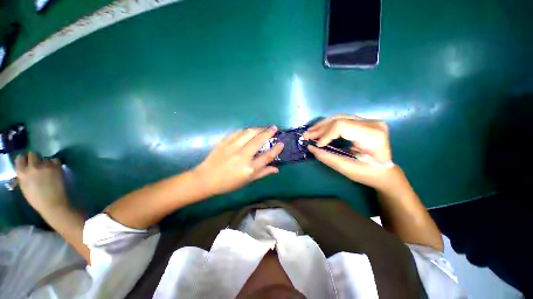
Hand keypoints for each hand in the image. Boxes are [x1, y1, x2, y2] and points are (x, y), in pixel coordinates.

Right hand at [15, 152, 68, 212]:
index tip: (26, 161)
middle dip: (35, 158)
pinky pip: (55, 160)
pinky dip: (55, 164)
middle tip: (38, 164)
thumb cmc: (37, 199)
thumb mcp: (24, 187)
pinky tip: (55, 170)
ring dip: (46, 162)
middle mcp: (32, 166)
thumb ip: (23, 176)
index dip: (24, 159)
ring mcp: (45, 165)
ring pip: (45, 158)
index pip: (20, 158)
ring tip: (48, 170)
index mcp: (22, 173)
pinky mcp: (57, 167)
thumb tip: (24, 168)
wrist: (53, 203)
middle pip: (33, 154)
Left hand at [193, 126, 283, 195]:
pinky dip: (245, 130)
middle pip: (259, 140)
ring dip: (258, 129)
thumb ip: (263, 173)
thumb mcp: (247, 181)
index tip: (281, 143)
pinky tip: (248, 131)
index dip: (276, 149)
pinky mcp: (224, 142)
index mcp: (249, 168)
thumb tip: (276, 168)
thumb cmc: (228, 183)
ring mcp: (232, 147)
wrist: (206, 179)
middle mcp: (242, 156)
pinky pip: (237, 132)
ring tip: (263, 128)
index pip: (267, 156)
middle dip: (269, 132)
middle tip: (274, 128)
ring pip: (249, 132)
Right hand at [303, 115, 400, 191]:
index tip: (317, 145)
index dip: (326, 135)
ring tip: (310, 132)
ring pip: (339, 117)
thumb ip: (327, 157)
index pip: (342, 127)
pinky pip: (342, 120)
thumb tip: (311, 147)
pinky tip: (319, 129)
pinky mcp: (363, 122)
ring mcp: (369, 121)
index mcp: (372, 135)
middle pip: (339, 120)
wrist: (385, 172)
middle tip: (306, 136)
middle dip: (320, 129)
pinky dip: (328, 125)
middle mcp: (372, 123)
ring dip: (322, 125)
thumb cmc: (368, 173)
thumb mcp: (347, 168)